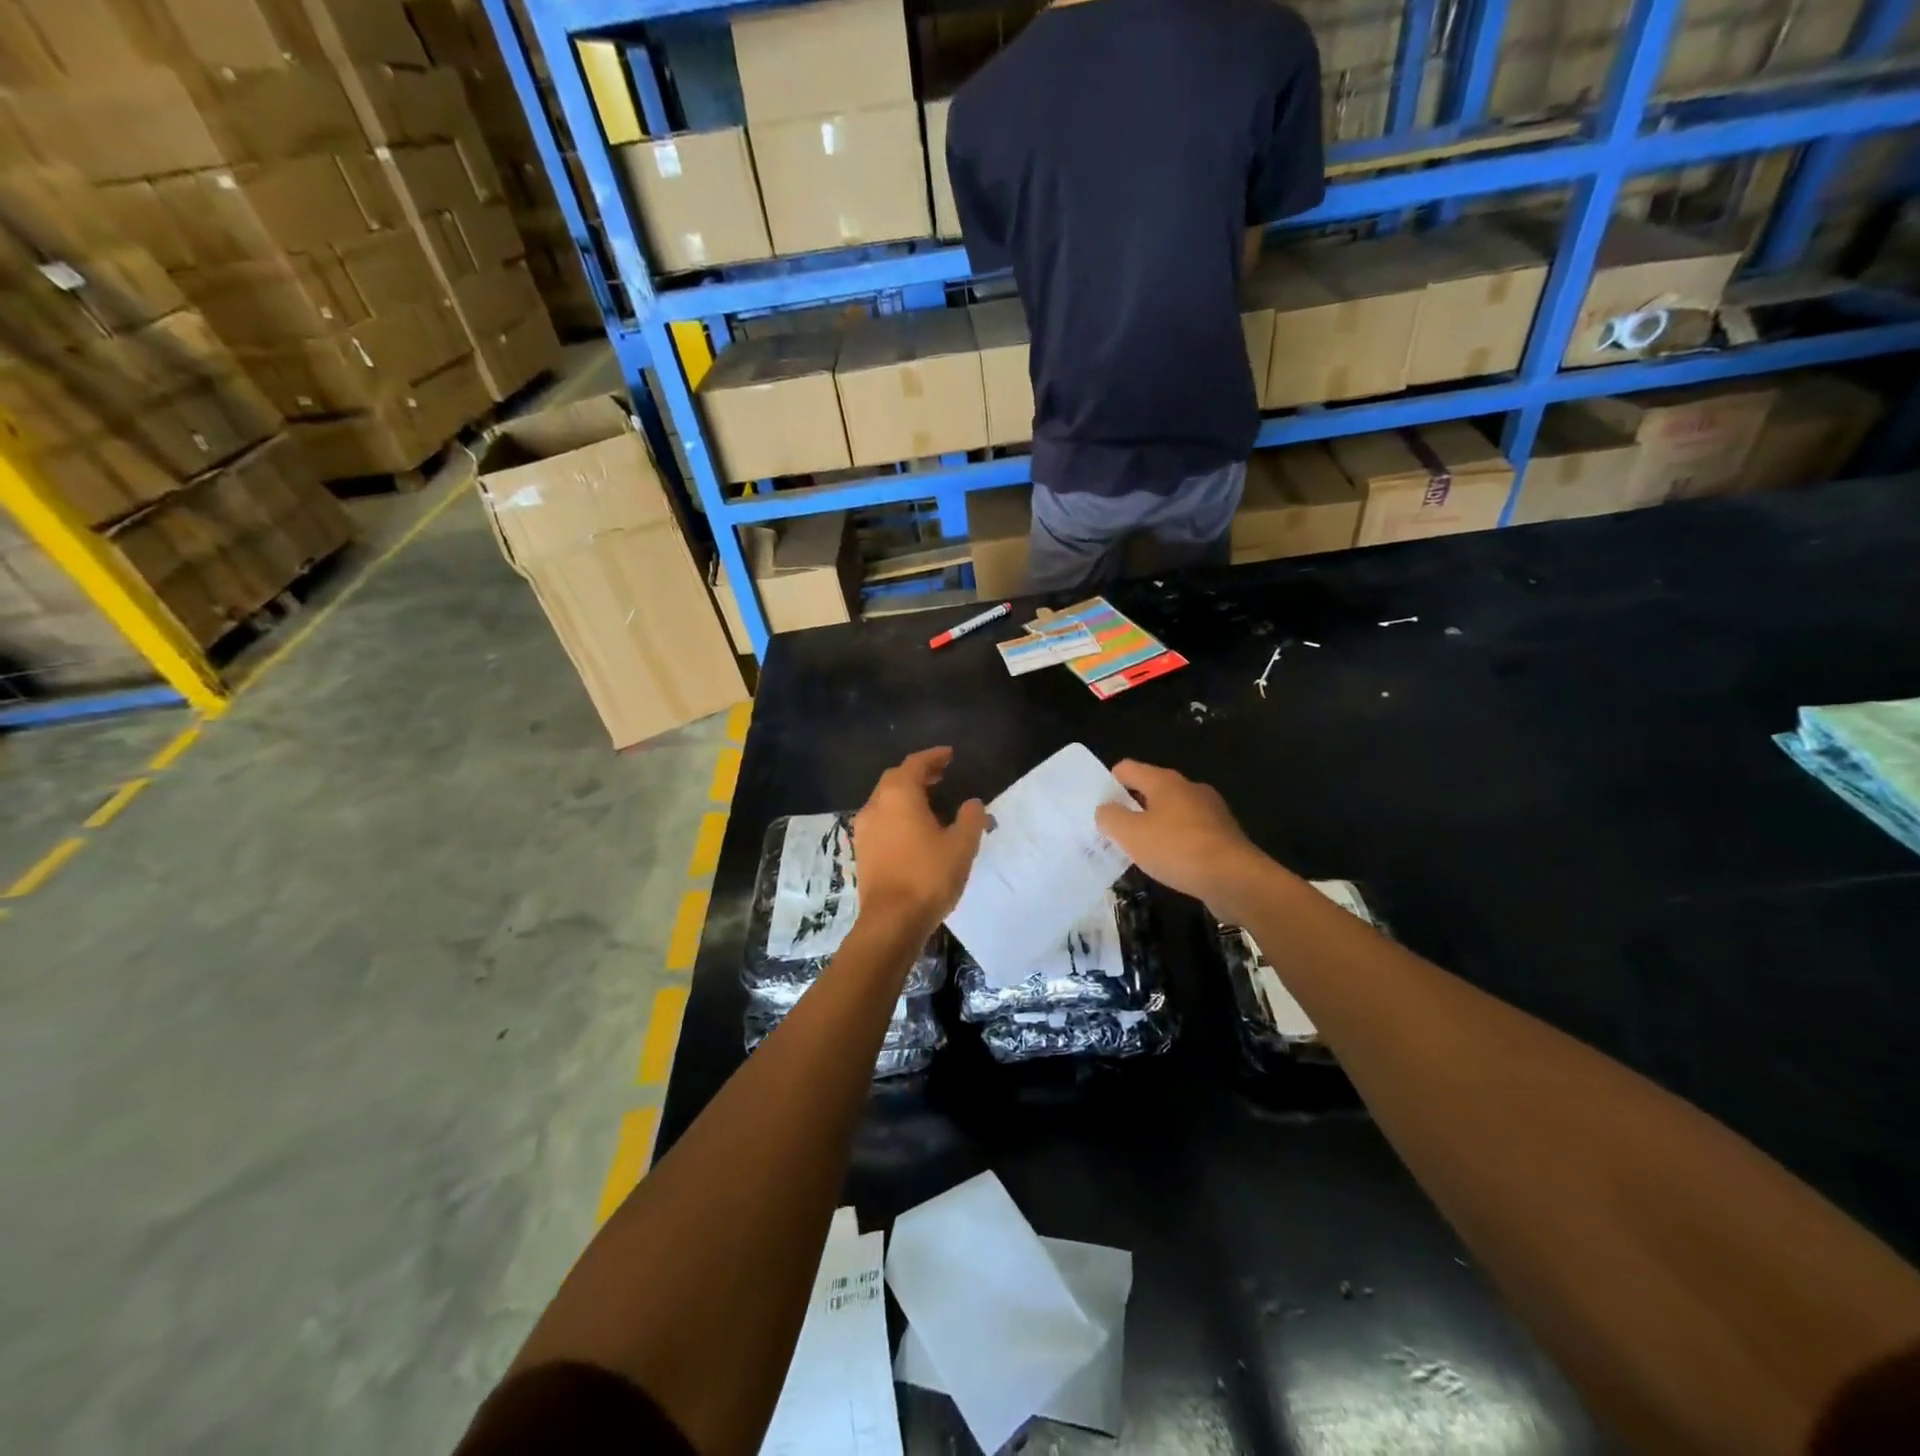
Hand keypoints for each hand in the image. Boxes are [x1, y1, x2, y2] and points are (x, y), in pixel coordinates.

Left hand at [851, 748, 986, 932]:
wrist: (891, 921)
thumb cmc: (929, 876)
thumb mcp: (961, 845)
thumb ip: (970, 818)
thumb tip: (973, 803)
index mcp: (899, 795)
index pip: (915, 764)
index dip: (933, 757)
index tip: (949, 755)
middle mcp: (875, 805)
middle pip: (895, 779)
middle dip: (918, 773)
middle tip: (941, 775)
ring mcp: (864, 830)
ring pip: (885, 800)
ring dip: (906, 794)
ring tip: (930, 800)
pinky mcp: (862, 851)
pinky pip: (880, 820)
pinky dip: (897, 813)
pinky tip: (913, 828)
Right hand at [1095, 760, 1265, 915]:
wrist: (1235, 879)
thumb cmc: (1177, 849)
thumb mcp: (1130, 834)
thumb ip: (1110, 817)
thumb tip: (1106, 810)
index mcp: (1165, 781)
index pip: (1127, 768)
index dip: (1109, 784)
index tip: (1100, 809)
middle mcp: (1189, 788)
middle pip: (1150, 789)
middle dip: (1131, 808)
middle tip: (1115, 833)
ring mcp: (1210, 810)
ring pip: (1172, 812)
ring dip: (1155, 826)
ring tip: (1141, 851)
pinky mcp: (1224, 834)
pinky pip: (1190, 831)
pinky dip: (1176, 842)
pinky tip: (1170, 863)